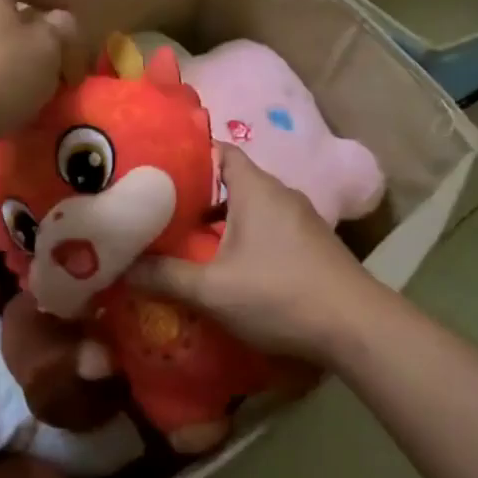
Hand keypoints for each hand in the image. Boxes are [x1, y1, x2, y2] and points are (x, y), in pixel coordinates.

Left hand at [0, 0, 85, 138]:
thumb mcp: (47, 47)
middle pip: (6, 14)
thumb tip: (59, 21)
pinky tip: (13, 99)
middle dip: (36, 34)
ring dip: (17, 59)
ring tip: (41, 83)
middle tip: (60, 55)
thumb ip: (60, 28)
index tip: (71, 17)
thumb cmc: (0, 72)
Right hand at [131, 147, 391, 365]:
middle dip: (197, 193)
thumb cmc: (280, 294)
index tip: (157, 168)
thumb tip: (121, 267)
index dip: (188, 154)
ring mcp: (300, 218)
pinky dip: (243, 236)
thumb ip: (165, 276)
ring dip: (220, 219)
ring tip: (186, 239)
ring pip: (249, 207)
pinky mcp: (311, 243)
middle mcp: (280, 193)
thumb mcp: (213, 289)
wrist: (357, 327)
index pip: (219, 150)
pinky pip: (268, 226)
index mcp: (256, 188)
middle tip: (161, 209)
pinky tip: (227, 265)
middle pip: (231, 180)